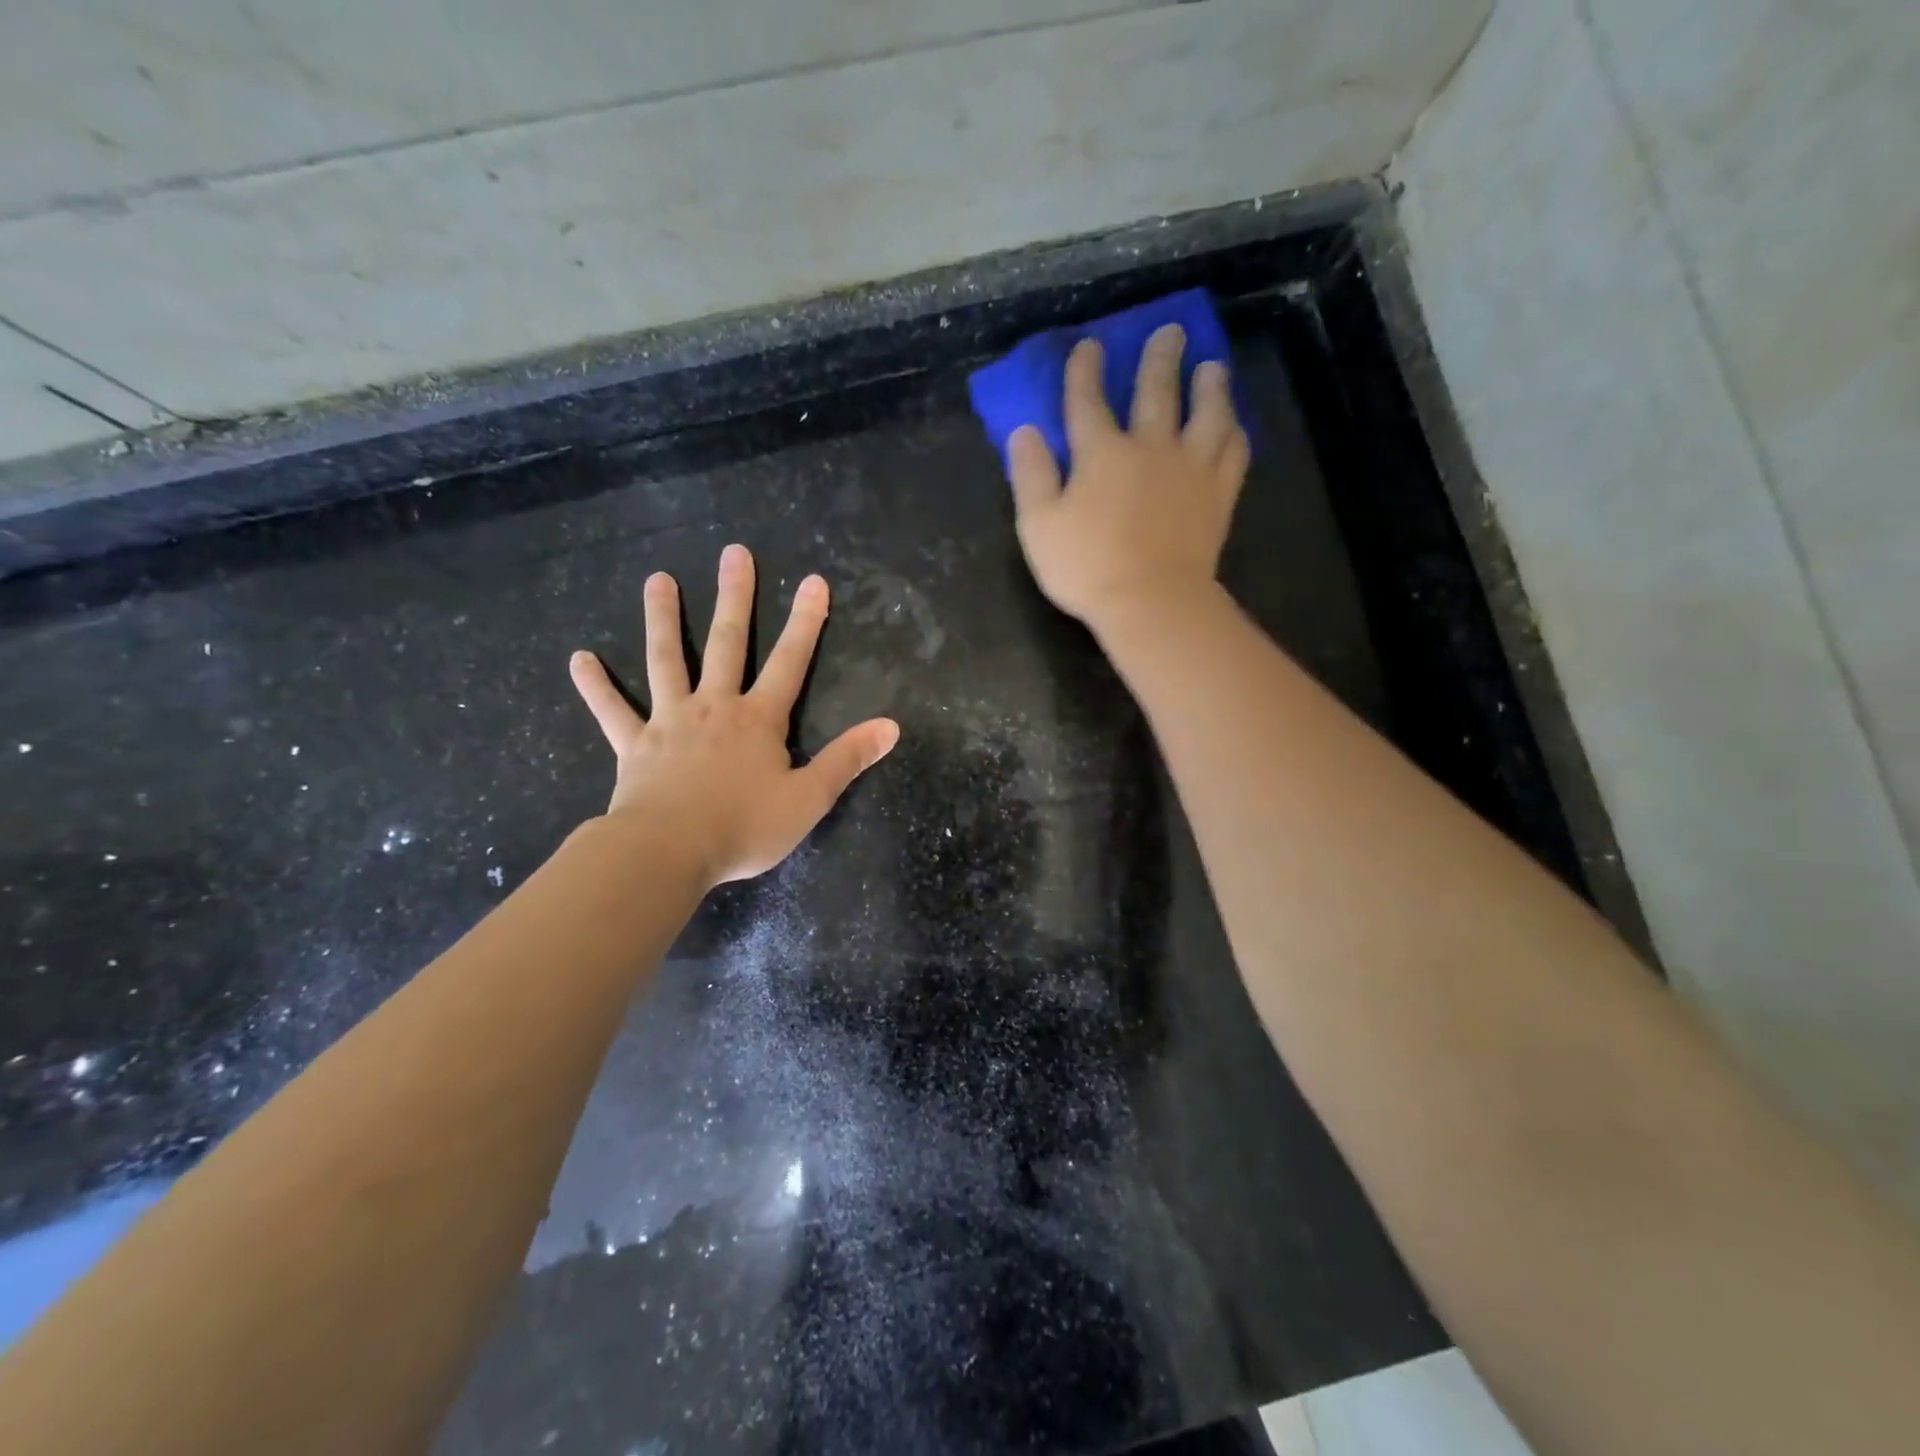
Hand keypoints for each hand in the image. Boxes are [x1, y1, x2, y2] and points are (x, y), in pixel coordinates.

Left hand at [568, 545, 898, 886]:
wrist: (668, 852)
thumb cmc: (743, 827)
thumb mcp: (809, 799)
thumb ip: (848, 759)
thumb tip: (891, 726)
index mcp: (758, 719)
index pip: (790, 662)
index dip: (805, 622)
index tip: (813, 581)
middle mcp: (714, 707)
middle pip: (727, 643)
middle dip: (735, 598)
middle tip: (734, 553)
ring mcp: (670, 722)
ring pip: (666, 661)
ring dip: (663, 620)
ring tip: (657, 580)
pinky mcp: (634, 745)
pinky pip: (612, 710)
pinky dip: (596, 685)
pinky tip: (580, 659)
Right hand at [1008, 325, 1248, 633]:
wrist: (1151, 602)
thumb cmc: (1086, 567)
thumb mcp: (1038, 525)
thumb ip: (1031, 475)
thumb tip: (1024, 431)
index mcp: (1101, 453)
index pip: (1087, 401)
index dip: (1085, 370)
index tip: (1090, 346)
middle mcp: (1149, 448)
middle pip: (1156, 391)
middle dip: (1160, 358)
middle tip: (1171, 331)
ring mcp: (1190, 469)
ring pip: (1207, 414)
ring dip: (1210, 385)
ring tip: (1213, 366)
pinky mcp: (1217, 496)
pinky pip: (1233, 455)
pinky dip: (1234, 435)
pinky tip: (1234, 426)